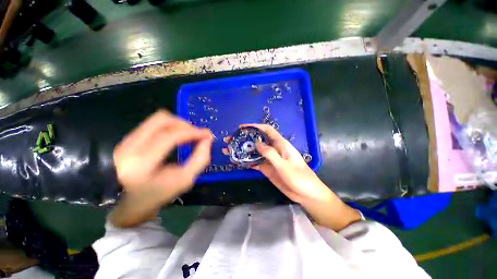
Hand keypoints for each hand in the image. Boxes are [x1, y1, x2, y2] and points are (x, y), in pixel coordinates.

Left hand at [113, 110, 212, 202]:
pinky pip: (154, 124)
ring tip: (189, 135)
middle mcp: (129, 146)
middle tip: (197, 134)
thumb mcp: (185, 180)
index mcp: (141, 163)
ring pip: (157, 119)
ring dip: (178, 124)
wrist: (130, 200)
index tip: (207, 134)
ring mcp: (127, 140)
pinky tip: (178, 136)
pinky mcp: (129, 138)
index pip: (169, 136)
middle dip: (185, 124)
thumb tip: (207, 139)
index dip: (192, 132)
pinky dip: (171, 127)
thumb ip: (200, 159)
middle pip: (162, 120)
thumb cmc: (159, 193)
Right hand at [235, 124, 360, 230]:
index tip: (242, 127)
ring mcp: (270, 159)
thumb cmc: (299, 177)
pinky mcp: (267, 168)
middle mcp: (274, 149)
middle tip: (229, 140)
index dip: (255, 127)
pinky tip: (237, 161)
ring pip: (254, 152)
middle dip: (244, 139)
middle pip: (257, 140)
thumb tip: (257, 143)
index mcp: (280, 144)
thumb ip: (270, 153)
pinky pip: (255, 163)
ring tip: (229, 150)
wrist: (306, 194)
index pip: (266, 130)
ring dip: (243, 150)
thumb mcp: (284, 165)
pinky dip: (246, 161)